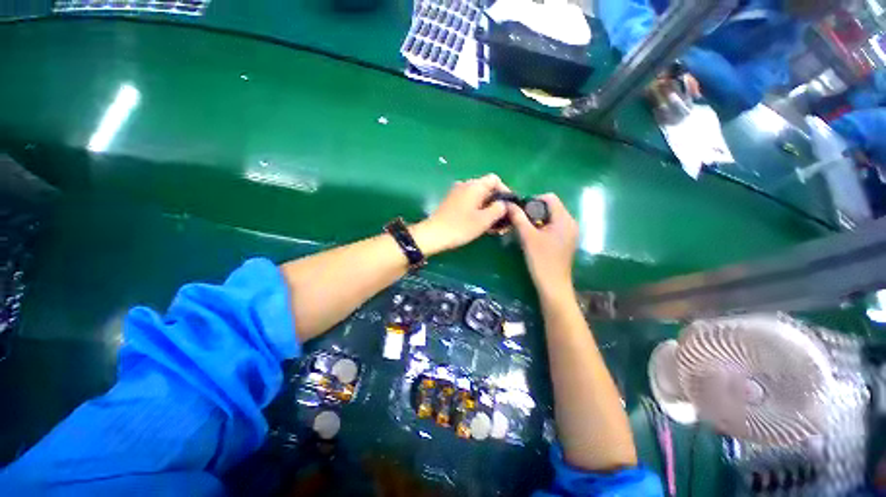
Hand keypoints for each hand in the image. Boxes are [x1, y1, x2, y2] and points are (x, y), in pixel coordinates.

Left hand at [411, 174, 508, 255]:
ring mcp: (456, 193)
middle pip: (486, 188)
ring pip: (478, 197)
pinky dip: (477, 210)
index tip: (509, 206)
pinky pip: (469, 202)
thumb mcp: (484, 220)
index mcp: (475, 186)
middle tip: (502, 219)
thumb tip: (504, 204)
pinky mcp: (451, 202)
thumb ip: (498, 209)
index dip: (505, 190)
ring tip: (492, 225)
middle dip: (496, 203)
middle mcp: (465, 185)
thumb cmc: (460, 227)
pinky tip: (479, 223)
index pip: (495, 179)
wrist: (433, 234)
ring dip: (487, 208)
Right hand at [507, 193, 577, 299]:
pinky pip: (555, 226)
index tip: (521, 211)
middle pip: (551, 206)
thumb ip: (518, 218)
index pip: (549, 197)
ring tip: (526, 230)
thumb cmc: (541, 260)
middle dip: (534, 210)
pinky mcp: (567, 241)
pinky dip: (543, 227)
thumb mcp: (527, 237)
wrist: (553, 285)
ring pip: (552, 217)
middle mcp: (571, 222)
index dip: (533, 200)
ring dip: (538, 219)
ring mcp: (570, 232)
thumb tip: (508, 204)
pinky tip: (535, 238)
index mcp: (564, 219)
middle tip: (521, 221)